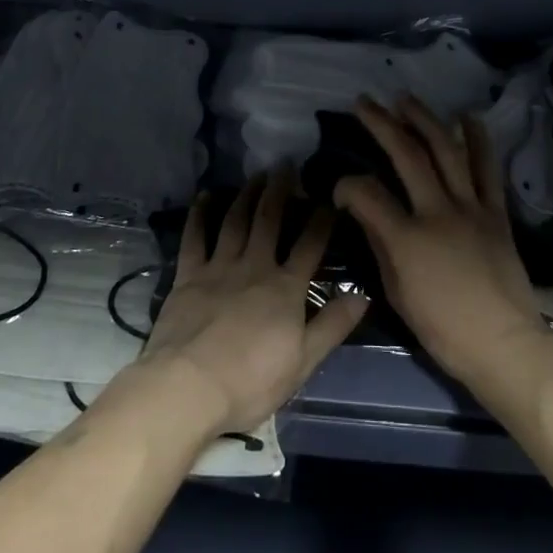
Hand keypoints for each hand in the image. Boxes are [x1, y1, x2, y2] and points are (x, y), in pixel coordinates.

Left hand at [134, 170, 366, 437]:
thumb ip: (332, 325)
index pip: (310, 245)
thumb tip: (363, 294)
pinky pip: (195, 237)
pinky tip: (206, 196)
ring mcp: (219, 267)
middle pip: (270, 221)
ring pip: (236, 221)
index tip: (329, 199)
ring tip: (256, 175)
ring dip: (247, 195)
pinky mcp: (188, 275)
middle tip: (286, 166)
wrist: (190, 386)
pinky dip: (200, 214)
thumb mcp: (303, 361)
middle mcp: (255, 266)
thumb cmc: (251, 381)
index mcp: (286, 288)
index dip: (322, 220)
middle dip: (280, 191)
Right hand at [335, 96, 546, 385]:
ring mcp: (471, 208)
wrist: (504, 344)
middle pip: (407, 156)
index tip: (339, 187)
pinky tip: (467, 116)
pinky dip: (478, 139)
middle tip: (364, 102)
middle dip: (381, 124)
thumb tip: (362, 209)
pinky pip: (487, 169)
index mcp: (408, 238)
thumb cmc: (444, 329)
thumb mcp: (398, 293)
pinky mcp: (496, 212)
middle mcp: (438, 211)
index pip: (367, 193)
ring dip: (424, 119)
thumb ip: (379, 244)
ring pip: (446, 151)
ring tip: (405, 98)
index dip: (346, 184)